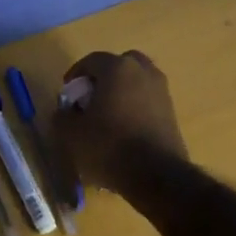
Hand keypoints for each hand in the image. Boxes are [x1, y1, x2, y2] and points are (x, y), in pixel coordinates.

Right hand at [52, 50, 189, 196]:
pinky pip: (148, 100)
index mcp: (118, 69)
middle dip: (103, 78)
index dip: (76, 74)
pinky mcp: (172, 112)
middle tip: (90, 98)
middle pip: (120, 65)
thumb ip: (62, 116)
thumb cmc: (108, 146)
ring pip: (137, 82)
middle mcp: (144, 72)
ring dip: (121, 92)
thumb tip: (65, 111)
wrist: (156, 174)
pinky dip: (135, 107)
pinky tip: (124, 129)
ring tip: (107, 116)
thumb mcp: (71, 134)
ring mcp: (162, 91)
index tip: (68, 94)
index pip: (92, 60)